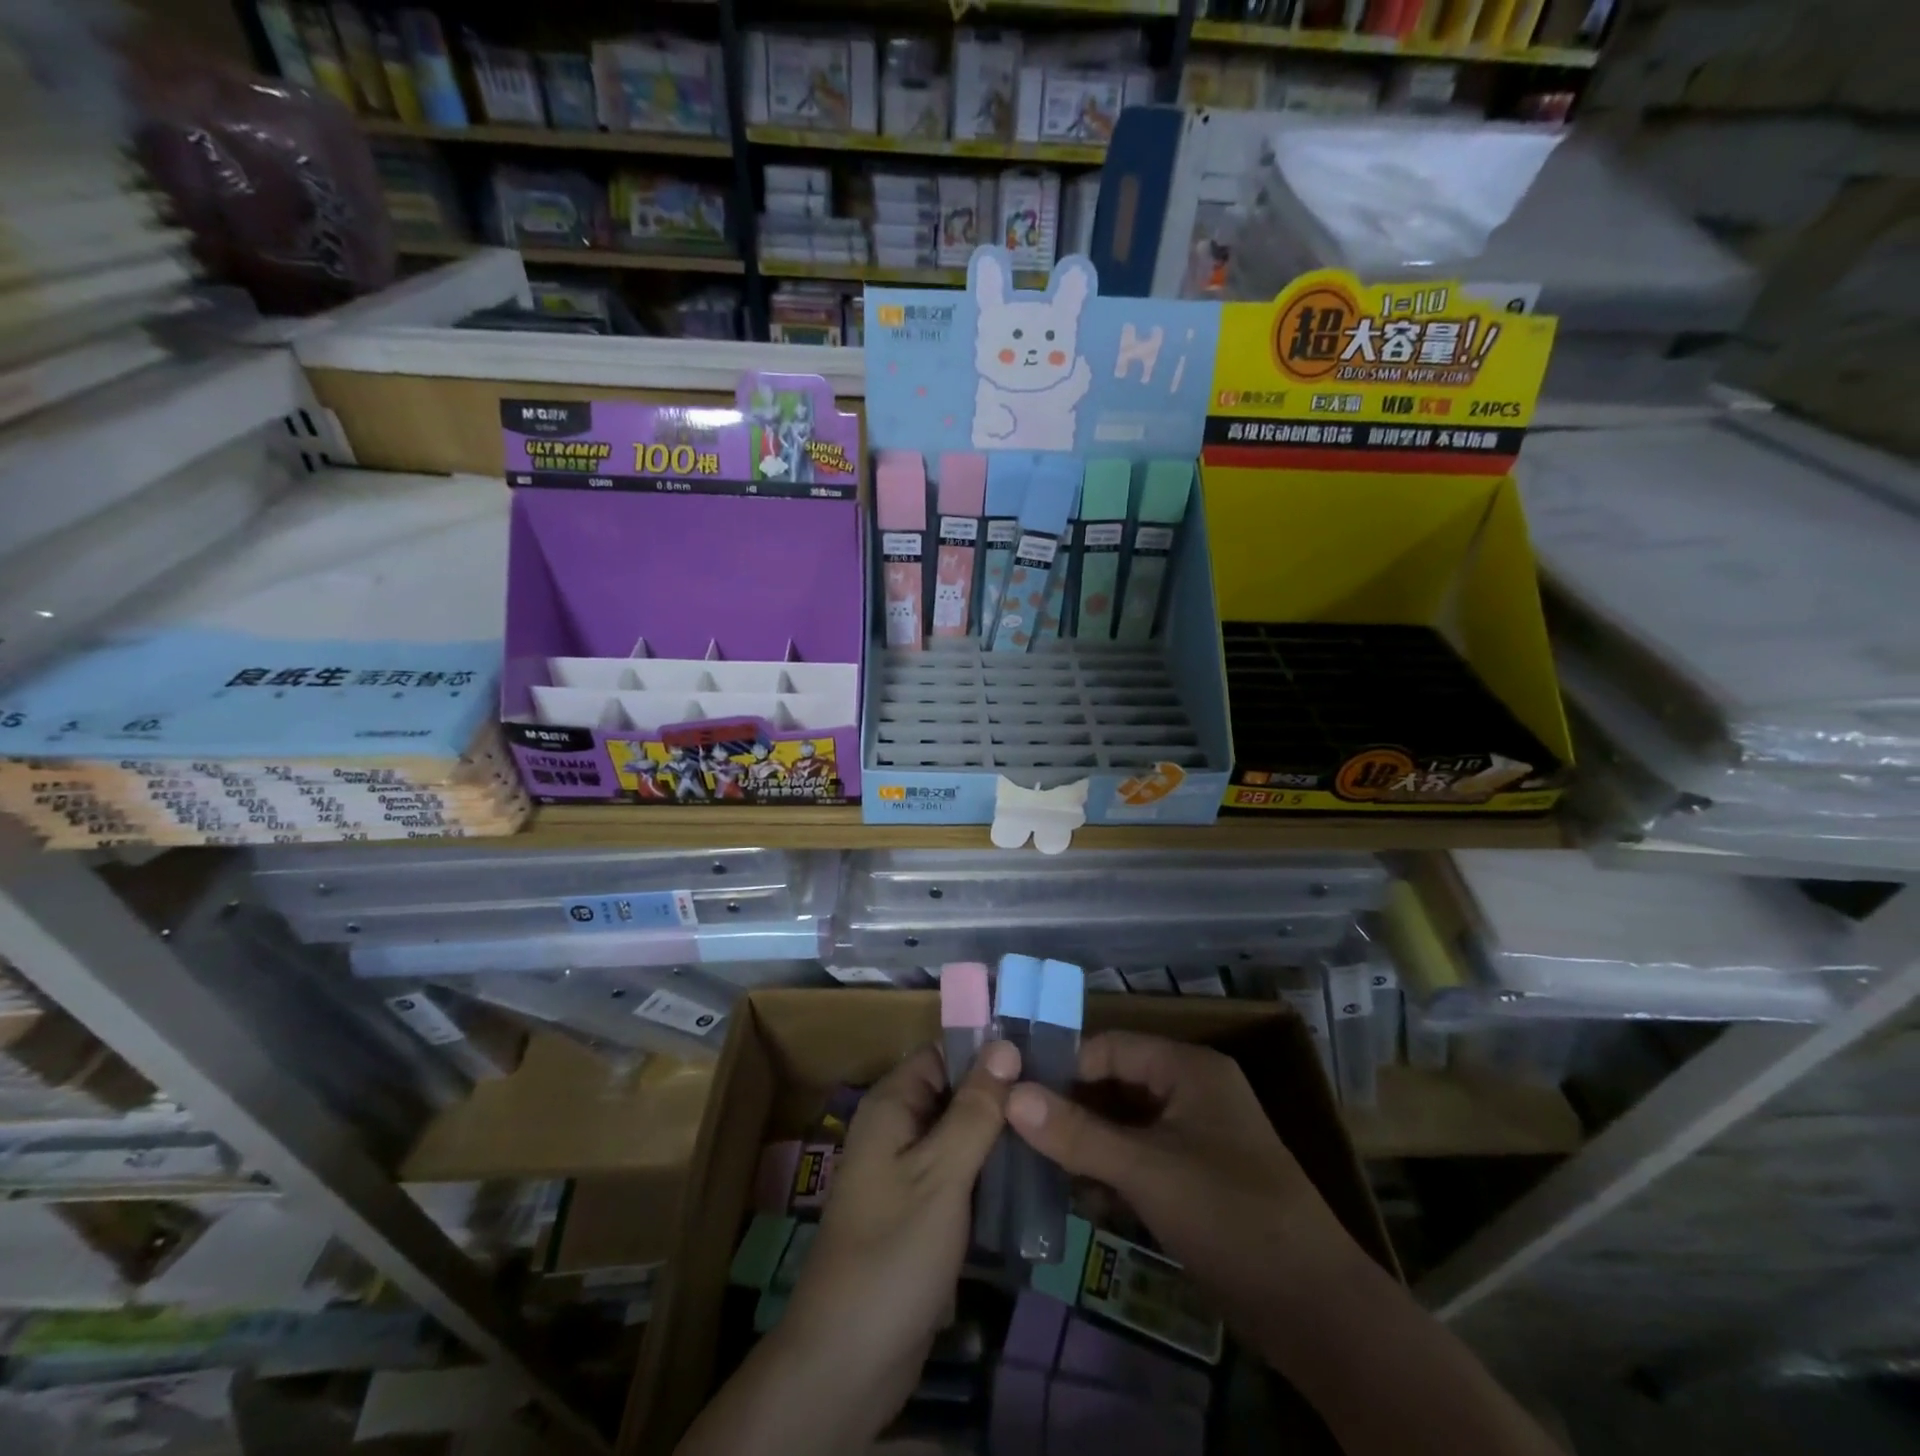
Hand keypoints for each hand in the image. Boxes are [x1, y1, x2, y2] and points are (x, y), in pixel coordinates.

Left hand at [676, 1041, 1019, 1455]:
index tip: (1041, 1054)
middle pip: (955, 1094)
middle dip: (1001, 1097)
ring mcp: (908, 1173)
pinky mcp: (921, 1212)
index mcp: (892, 1105)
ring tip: (1057, 1134)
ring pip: (962, 1136)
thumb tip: (1006, 1044)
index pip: (943, 1054)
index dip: (987, 1051)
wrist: (848, 1361)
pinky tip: (1034, 1179)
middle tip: (1060, 1098)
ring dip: (1000, 1138)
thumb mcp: (942, 1173)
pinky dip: (990, 1174)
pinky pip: (960, 1175)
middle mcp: (897, 1129)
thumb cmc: (894, 1251)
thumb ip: (975, 1109)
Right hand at [1004, 1031, 1365, 1358]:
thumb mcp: (1147, 1171)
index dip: (1063, 1068)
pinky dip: (1110, 1173)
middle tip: (1017, 1135)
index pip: (1108, 1048)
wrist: (1316, 1312)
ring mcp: (1194, 1137)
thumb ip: (1077, 1133)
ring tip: (1037, 1167)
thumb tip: (1011, 1094)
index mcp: (1187, 1068)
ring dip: (1086, 1145)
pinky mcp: (1194, 1179)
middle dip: (1070, 1110)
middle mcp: (1190, 1091)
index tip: (1014, 1095)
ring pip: (1123, 1125)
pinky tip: (1078, 1199)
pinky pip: (1139, 1159)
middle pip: (1114, 1085)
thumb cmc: (1231, 1217)